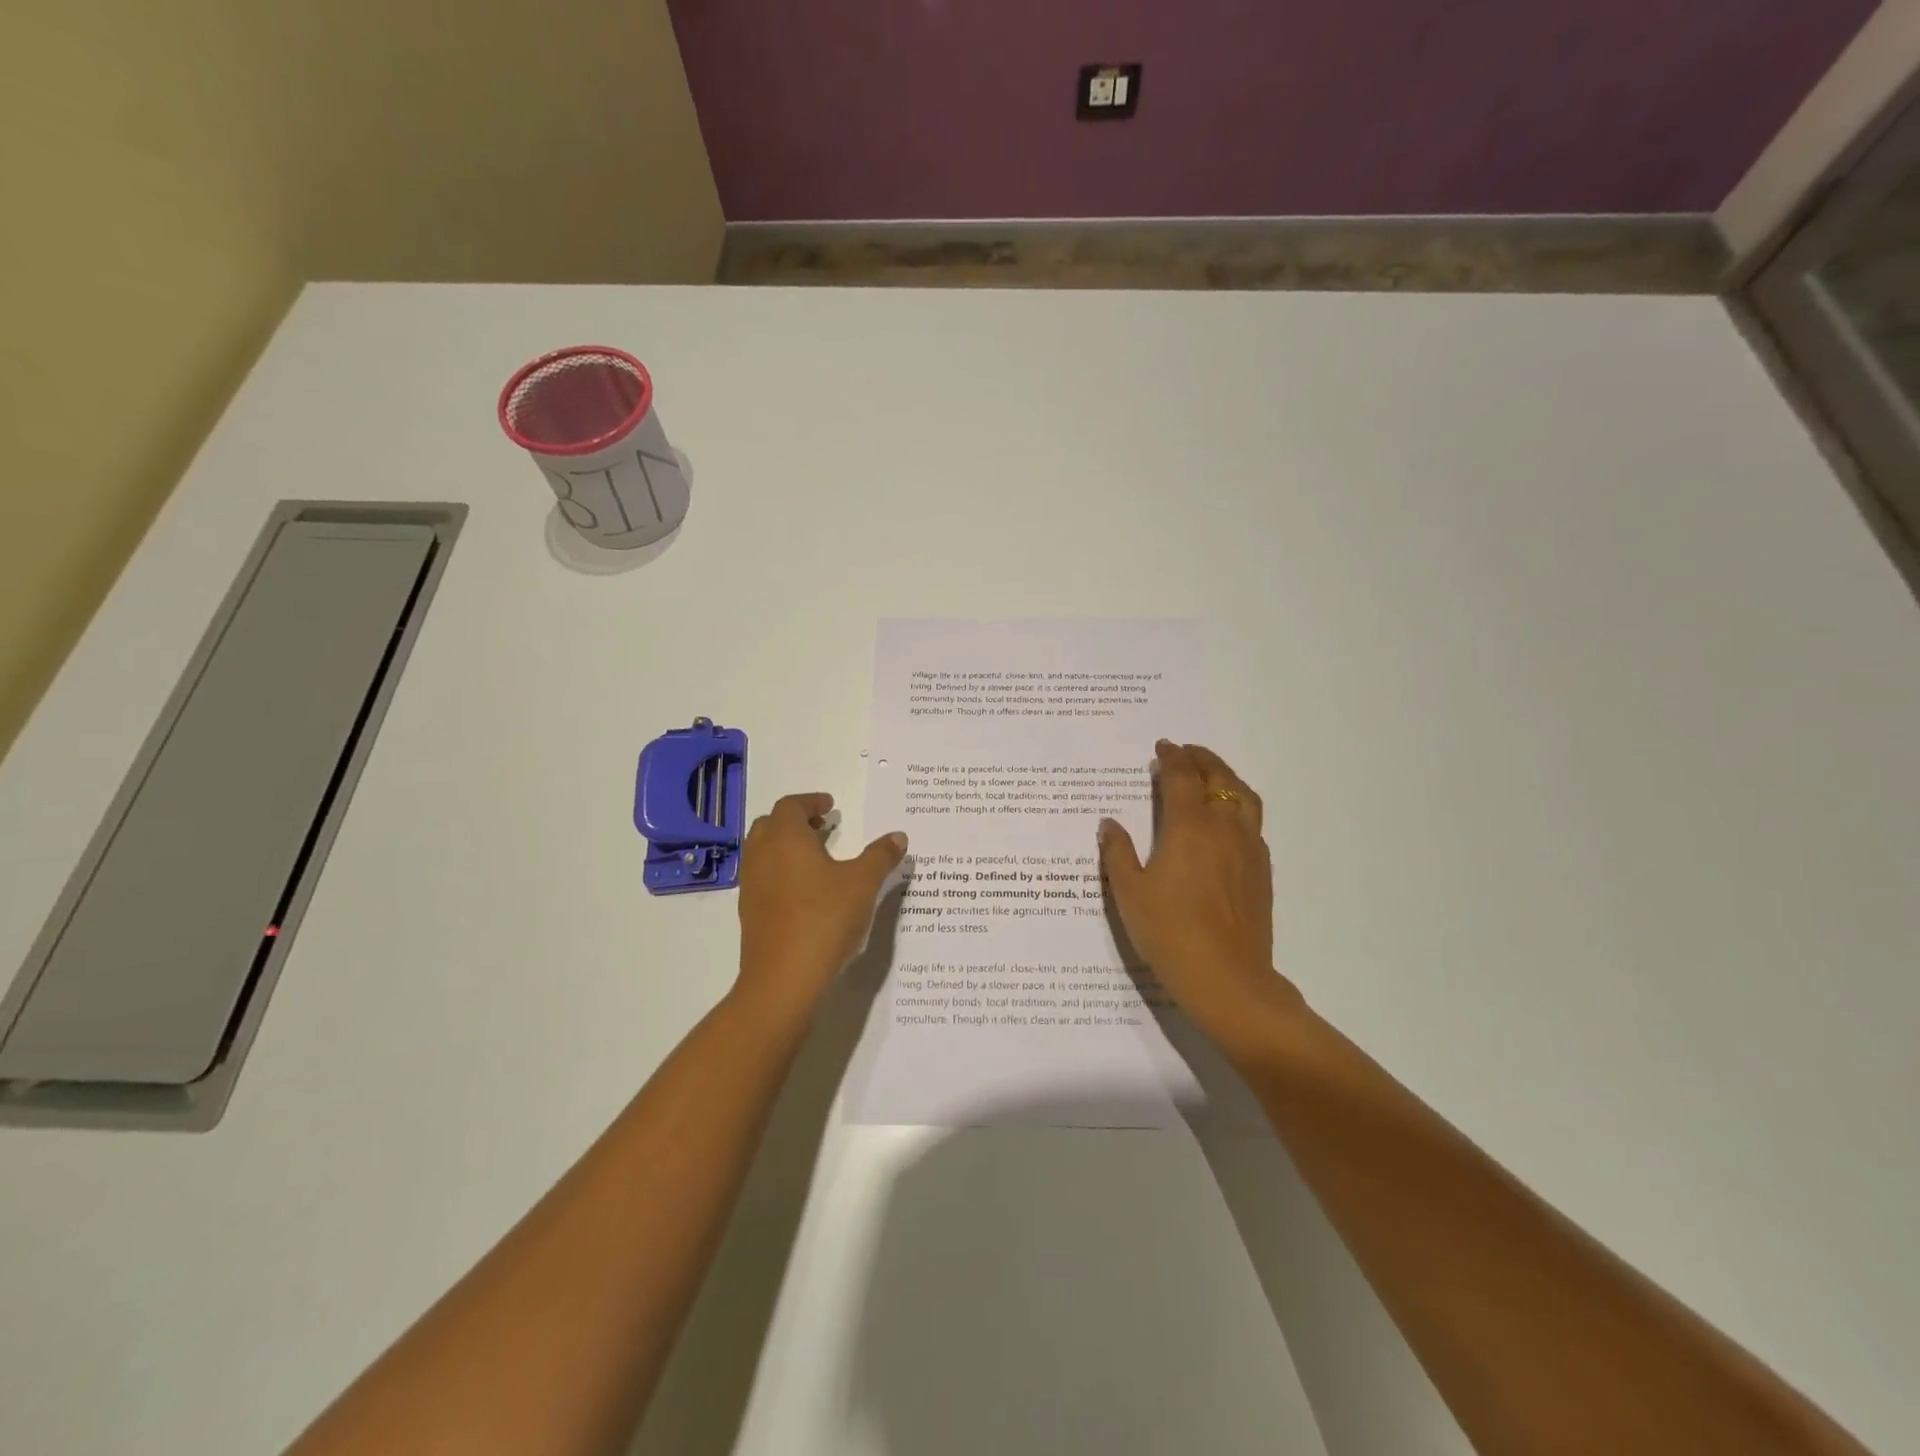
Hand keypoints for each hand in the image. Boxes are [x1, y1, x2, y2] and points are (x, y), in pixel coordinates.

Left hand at [735, 792, 907, 1018]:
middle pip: (771, 824)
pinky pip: (763, 877)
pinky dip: (781, 871)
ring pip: (764, 851)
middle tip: (823, 827)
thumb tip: (898, 836)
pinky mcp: (750, 912)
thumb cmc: (824, 918)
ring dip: (787, 846)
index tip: (830, 806)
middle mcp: (762, 855)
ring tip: (818, 858)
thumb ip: (881, 856)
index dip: (811, 801)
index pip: (791, 805)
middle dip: (796, 821)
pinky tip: (806, 891)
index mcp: (785, 838)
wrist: (783, 977)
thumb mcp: (862, 883)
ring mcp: (751, 885)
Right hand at [1099, 741, 1304, 1047]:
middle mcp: (1224, 827)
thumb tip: (1109, 824)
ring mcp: (1249, 848)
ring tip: (1211, 775)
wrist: (1226, 978)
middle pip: (1219, 778)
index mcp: (1190, 826)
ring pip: (1243, 796)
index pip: (1182, 776)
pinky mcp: (1262, 870)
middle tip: (1186, 752)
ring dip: (1226, 777)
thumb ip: (1118, 853)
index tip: (1163, 747)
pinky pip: (1253, 822)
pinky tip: (1227, 821)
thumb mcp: (1129, 892)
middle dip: (1202, 759)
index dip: (1172, 757)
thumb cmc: (1169, 931)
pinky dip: (1239, 805)